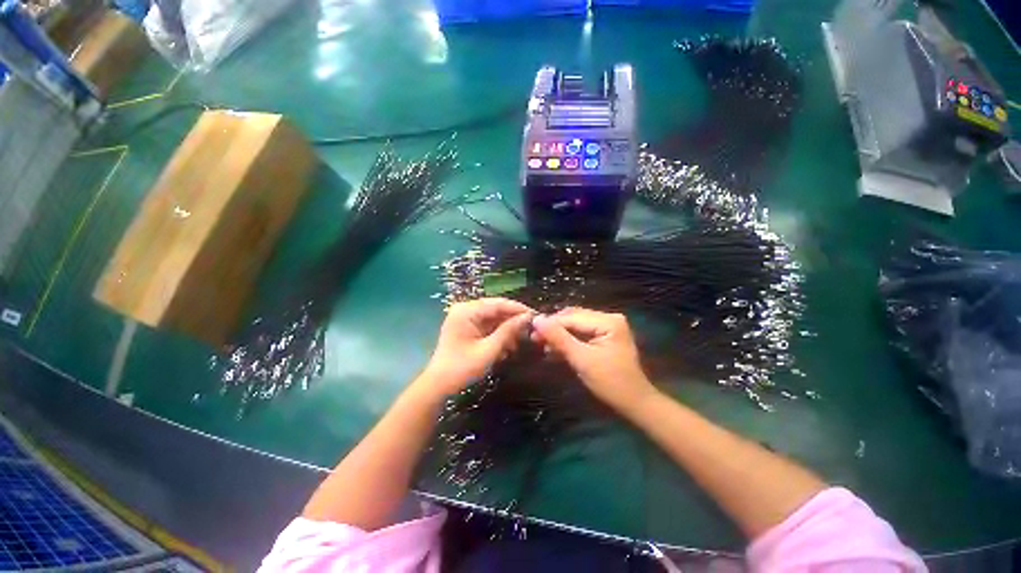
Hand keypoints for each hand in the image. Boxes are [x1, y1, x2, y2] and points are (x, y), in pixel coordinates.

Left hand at [421, 298, 533, 395]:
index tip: (536, 316)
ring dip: (507, 329)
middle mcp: (465, 309)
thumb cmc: (462, 368)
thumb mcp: (489, 350)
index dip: (518, 309)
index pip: (498, 303)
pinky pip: (487, 326)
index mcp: (467, 311)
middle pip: (496, 309)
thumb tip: (528, 318)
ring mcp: (465, 318)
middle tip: (531, 330)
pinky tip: (508, 346)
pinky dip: (499, 335)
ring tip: (521, 341)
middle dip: (513, 320)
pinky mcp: (467, 328)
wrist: (438, 386)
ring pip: (493, 318)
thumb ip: (508, 332)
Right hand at [532, 308, 657, 412]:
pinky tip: (556, 348)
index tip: (531, 332)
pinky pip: (582, 332)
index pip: (572, 317)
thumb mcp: (581, 359)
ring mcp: (608, 326)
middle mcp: (609, 318)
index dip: (550, 324)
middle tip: (535, 339)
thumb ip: (558, 338)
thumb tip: (536, 319)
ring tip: (543, 344)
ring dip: (559, 334)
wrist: (634, 403)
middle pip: (573, 317)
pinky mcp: (605, 335)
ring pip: (575, 324)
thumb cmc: (610, 382)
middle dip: (554, 328)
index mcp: (608, 321)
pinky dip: (568, 339)